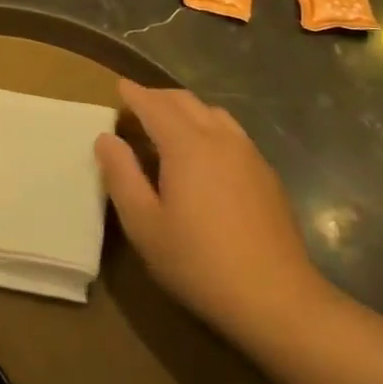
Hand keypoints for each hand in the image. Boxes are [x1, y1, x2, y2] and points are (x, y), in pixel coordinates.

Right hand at [96, 80, 331, 344]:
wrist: (276, 298)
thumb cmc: (199, 262)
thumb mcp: (144, 224)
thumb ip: (121, 176)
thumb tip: (106, 139)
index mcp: (186, 145)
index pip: (154, 105)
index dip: (134, 94)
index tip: (118, 85)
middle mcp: (220, 138)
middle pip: (185, 101)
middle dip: (158, 97)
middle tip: (136, 104)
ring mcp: (248, 154)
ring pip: (213, 113)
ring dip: (186, 109)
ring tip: (168, 125)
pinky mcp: (266, 174)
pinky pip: (231, 133)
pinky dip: (209, 127)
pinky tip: (204, 154)